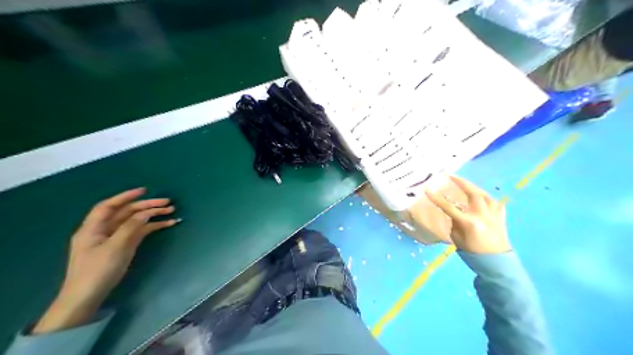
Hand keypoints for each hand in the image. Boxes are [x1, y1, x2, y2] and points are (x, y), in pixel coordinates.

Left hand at [33, 189, 179, 333]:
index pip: (109, 206)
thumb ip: (131, 227)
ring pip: (135, 221)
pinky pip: (139, 232)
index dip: (126, 196)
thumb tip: (146, 213)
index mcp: (93, 227)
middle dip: (146, 206)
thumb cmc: (97, 270)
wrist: (87, 297)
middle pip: (126, 212)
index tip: (144, 190)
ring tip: (171, 212)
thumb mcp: (115, 247)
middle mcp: (104, 230)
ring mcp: (114, 238)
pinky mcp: (123, 246)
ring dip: (152, 215)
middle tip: (167, 203)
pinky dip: (152, 227)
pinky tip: (166, 224)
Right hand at [425, 175, 508, 253]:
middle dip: (462, 183)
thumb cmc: (473, 252)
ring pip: (484, 195)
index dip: (437, 198)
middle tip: (452, 176)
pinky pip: (494, 202)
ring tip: (466, 184)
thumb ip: (454, 223)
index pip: (449, 207)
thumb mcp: (457, 238)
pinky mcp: (501, 216)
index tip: (428, 189)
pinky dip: (487, 198)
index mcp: (469, 223)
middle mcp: (483, 215)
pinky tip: (482, 197)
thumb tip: (453, 212)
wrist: (496, 262)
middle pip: (472, 193)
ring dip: (474, 187)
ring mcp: (494, 214)